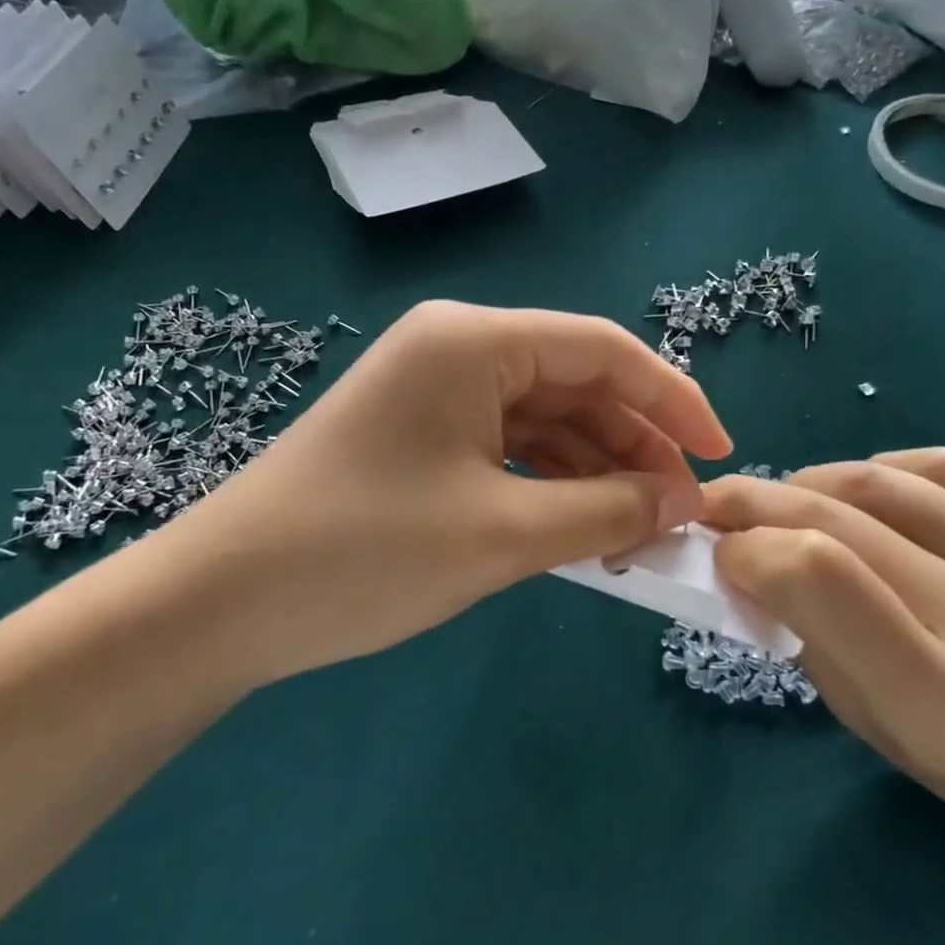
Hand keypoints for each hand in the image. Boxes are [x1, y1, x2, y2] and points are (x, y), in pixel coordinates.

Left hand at [169, 301, 731, 685]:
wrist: (222, 603)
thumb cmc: (367, 552)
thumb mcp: (505, 534)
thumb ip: (607, 510)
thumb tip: (682, 501)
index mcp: (474, 341)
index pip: (603, 351)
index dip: (672, 400)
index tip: (722, 455)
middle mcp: (455, 350)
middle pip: (575, 385)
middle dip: (635, 446)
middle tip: (680, 513)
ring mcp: (433, 394)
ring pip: (543, 422)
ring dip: (594, 472)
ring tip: (639, 534)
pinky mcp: (419, 437)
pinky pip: (506, 449)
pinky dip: (550, 486)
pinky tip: (583, 529)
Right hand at [702, 451, 944, 875]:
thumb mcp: (867, 719)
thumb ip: (799, 628)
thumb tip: (741, 548)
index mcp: (943, 696)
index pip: (815, 573)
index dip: (748, 545)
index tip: (717, 547)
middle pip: (840, 516)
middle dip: (759, 500)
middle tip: (721, 500)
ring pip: (886, 479)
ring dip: (816, 482)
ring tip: (796, 500)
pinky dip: (886, 474)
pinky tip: (875, 497)